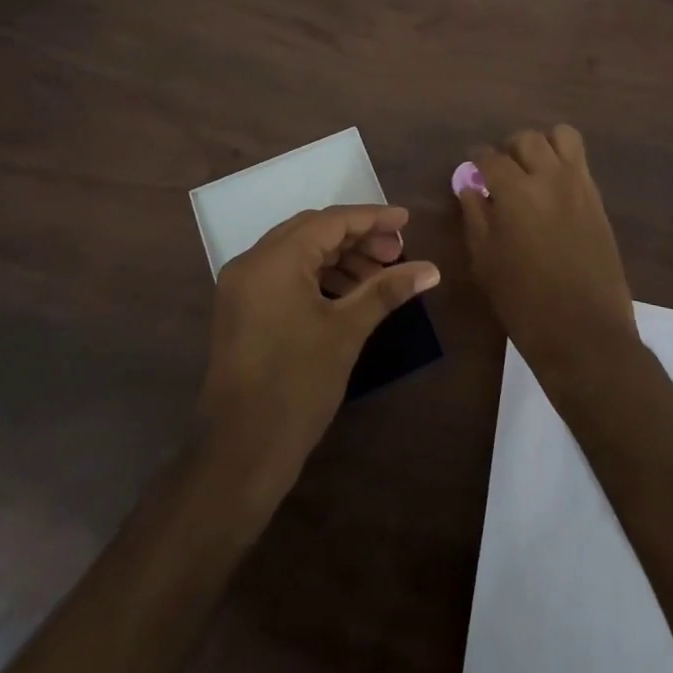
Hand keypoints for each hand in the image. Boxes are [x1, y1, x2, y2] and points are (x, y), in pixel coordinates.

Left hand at [196, 205, 439, 496]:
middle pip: (312, 232)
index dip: (371, 218)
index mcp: (273, 259)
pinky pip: (284, 275)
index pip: (329, 221)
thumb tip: (431, 270)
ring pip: (297, 253)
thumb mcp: (346, 332)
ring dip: (338, 259)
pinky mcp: (241, 310)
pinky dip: (317, 277)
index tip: (406, 221)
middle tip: (395, 252)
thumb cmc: (297, 386)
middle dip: (356, 238)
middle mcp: (251, 262)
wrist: (241, 454)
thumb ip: (386, 290)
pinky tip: (348, 294)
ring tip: (378, 276)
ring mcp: (241, 287)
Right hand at [460, 126, 638, 382]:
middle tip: (501, 171)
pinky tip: (553, 189)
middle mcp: (549, 177)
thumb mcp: (485, 260)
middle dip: (509, 149)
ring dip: (543, 145)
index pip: (490, 157)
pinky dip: (564, 162)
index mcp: (515, 191)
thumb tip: (470, 187)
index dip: (476, 159)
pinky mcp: (598, 201)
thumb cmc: (524, 302)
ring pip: (562, 136)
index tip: (471, 169)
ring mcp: (579, 186)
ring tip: (532, 169)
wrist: (584, 333)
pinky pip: (581, 162)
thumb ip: (475, 215)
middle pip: (527, 139)